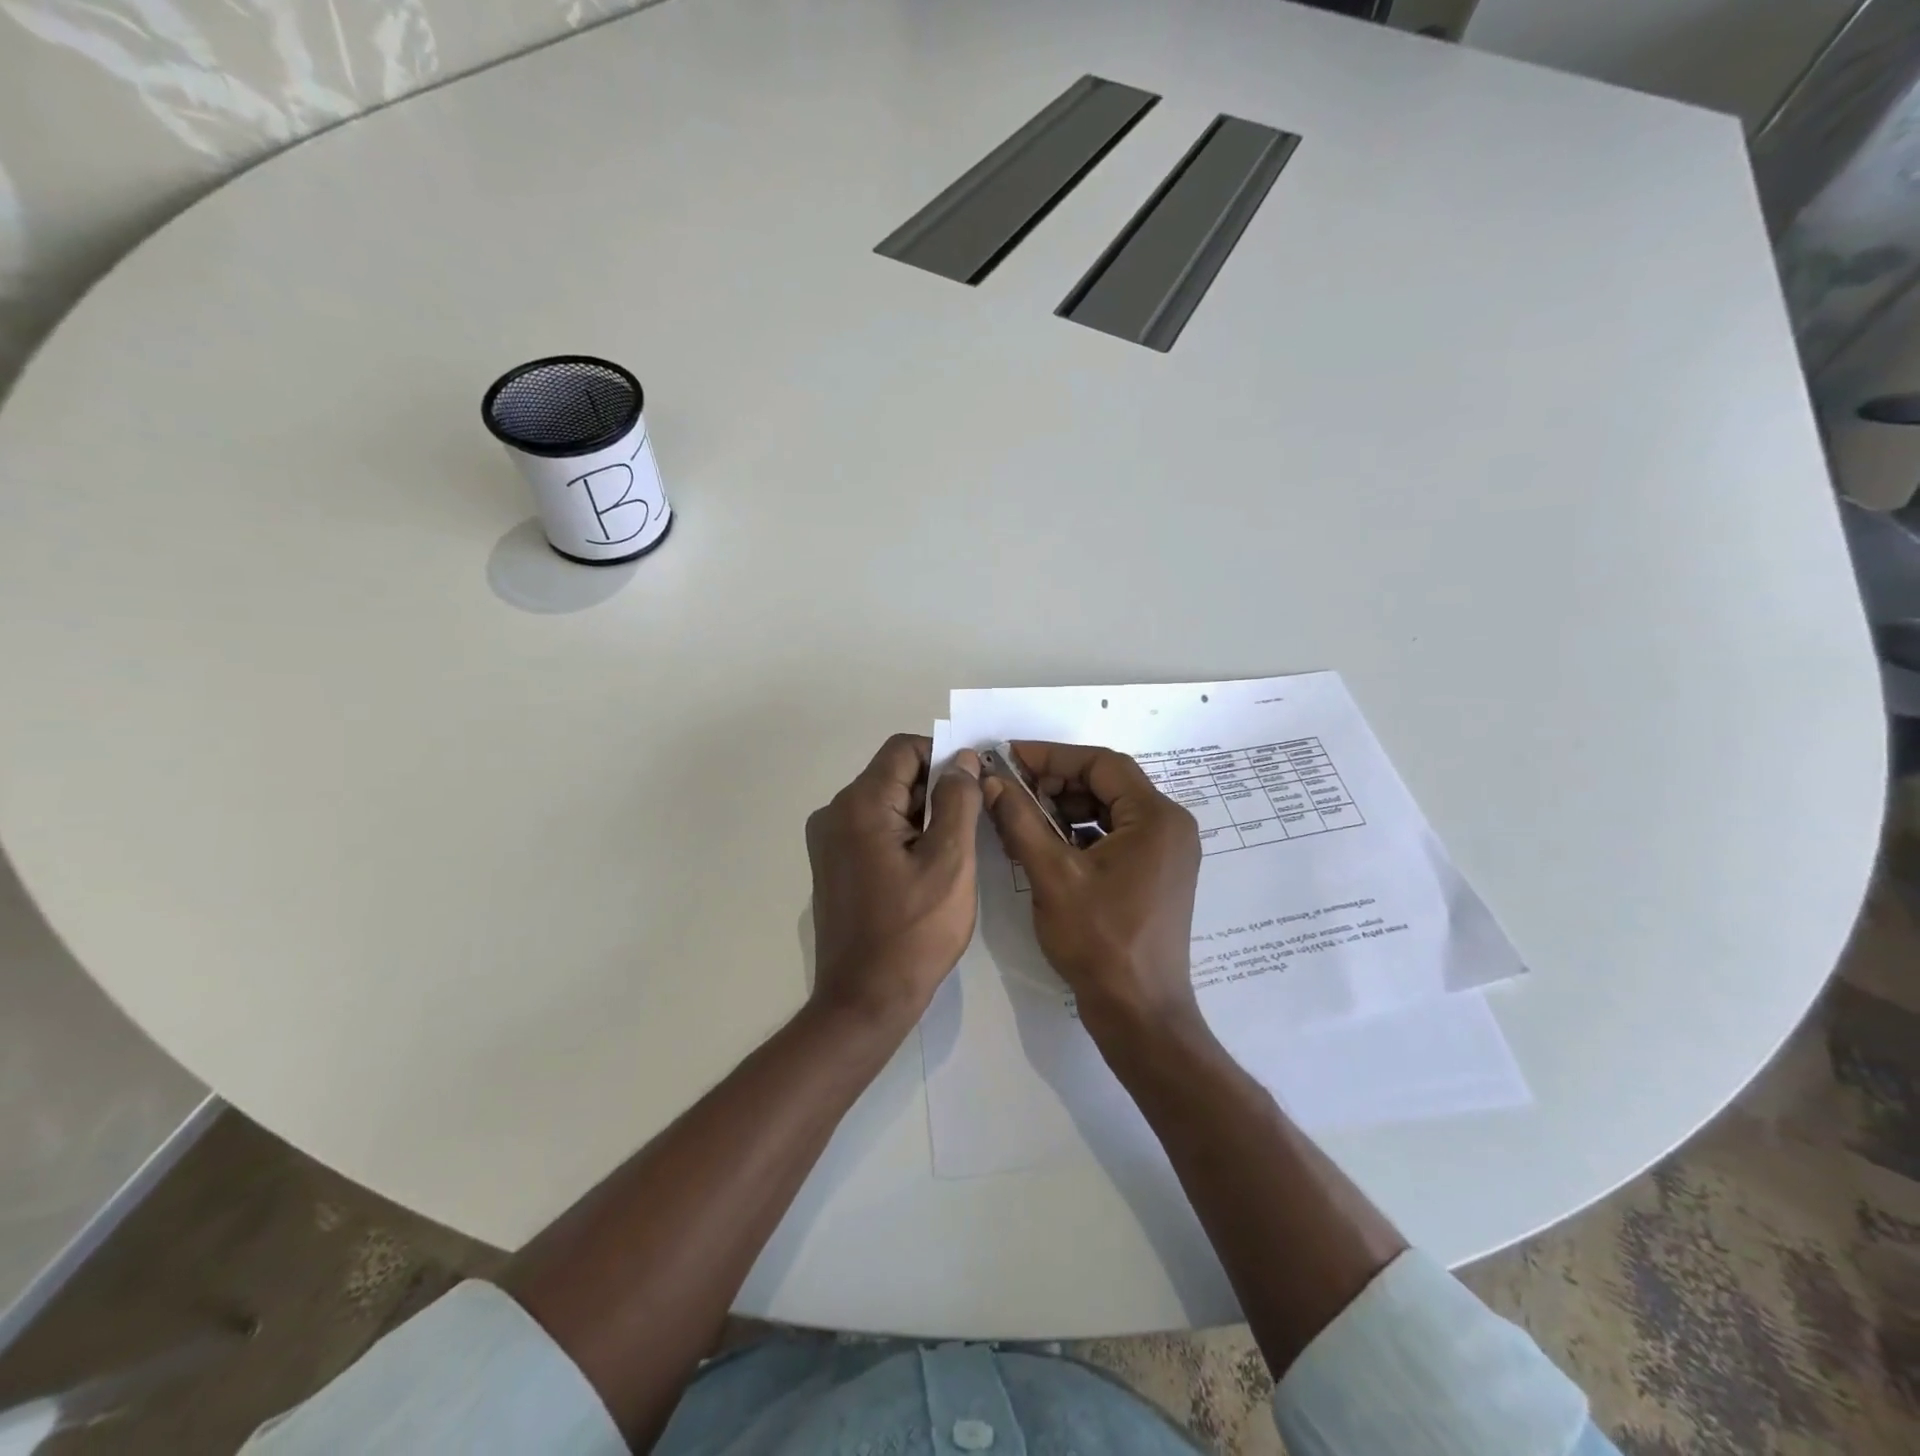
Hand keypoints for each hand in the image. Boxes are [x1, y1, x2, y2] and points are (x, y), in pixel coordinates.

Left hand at [806, 734, 983, 1029]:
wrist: (865, 1000)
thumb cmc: (914, 932)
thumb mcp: (950, 862)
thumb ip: (958, 801)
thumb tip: (962, 759)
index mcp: (860, 804)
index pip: (905, 749)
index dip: (944, 757)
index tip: (975, 786)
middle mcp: (835, 813)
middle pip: (894, 775)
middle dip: (937, 789)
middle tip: (973, 825)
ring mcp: (829, 841)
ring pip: (887, 804)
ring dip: (923, 816)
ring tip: (954, 853)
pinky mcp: (834, 865)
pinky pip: (874, 830)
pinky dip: (904, 836)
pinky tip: (927, 870)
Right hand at [982, 742, 1202, 1044]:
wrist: (1139, 1013)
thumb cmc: (1100, 942)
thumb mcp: (1052, 875)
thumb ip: (1020, 821)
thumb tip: (992, 781)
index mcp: (1157, 818)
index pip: (1101, 764)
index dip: (1051, 756)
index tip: (1009, 756)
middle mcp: (1169, 826)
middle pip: (1107, 784)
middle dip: (1056, 782)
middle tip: (1011, 789)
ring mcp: (1166, 852)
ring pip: (1108, 811)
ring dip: (1064, 808)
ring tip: (1021, 817)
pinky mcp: (1155, 874)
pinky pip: (1114, 836)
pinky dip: (1079, 834)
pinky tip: (1044, 844)